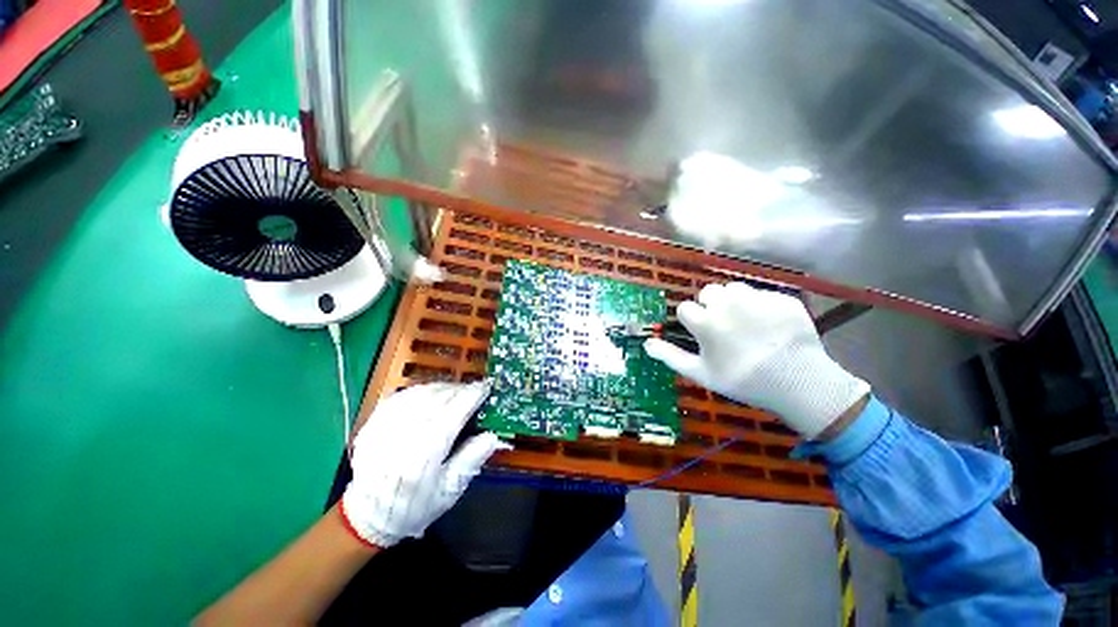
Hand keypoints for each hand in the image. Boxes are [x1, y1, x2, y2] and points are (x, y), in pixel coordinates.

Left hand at [341, 381, 508, 547]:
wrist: (368, 517)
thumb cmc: (415, 506)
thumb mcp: (449, 491)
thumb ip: (470, 460)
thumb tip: (492, 436)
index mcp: (425, 455)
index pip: (454, 414)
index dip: (472, 396)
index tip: (485, 387)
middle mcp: (403, 436)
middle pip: (438, 399)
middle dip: (459, 390)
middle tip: (473, 390)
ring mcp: (384, 428)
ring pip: (420, 394)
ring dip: (442, 388)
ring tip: (455, 391)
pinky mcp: (372, 424)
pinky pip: (402, 396)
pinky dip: (421, 391)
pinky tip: (431, 394)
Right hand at [644, 283, 868, 438]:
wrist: (799, 383)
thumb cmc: (742, 380)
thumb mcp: (701, 373)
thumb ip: (670, 356)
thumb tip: (646, 343)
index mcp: (706, 321)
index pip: (685, 308)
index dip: (691, 321)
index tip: (701, 334)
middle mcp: (727, 303)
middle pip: (708, 292)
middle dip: (710, 306)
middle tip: (724, 327)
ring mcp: (757, 298)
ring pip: (734, 289)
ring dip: (733, 301)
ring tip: (745, 322)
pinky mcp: (781, 298)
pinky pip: (762, 294)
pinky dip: (761, 305)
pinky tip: (769, 325)